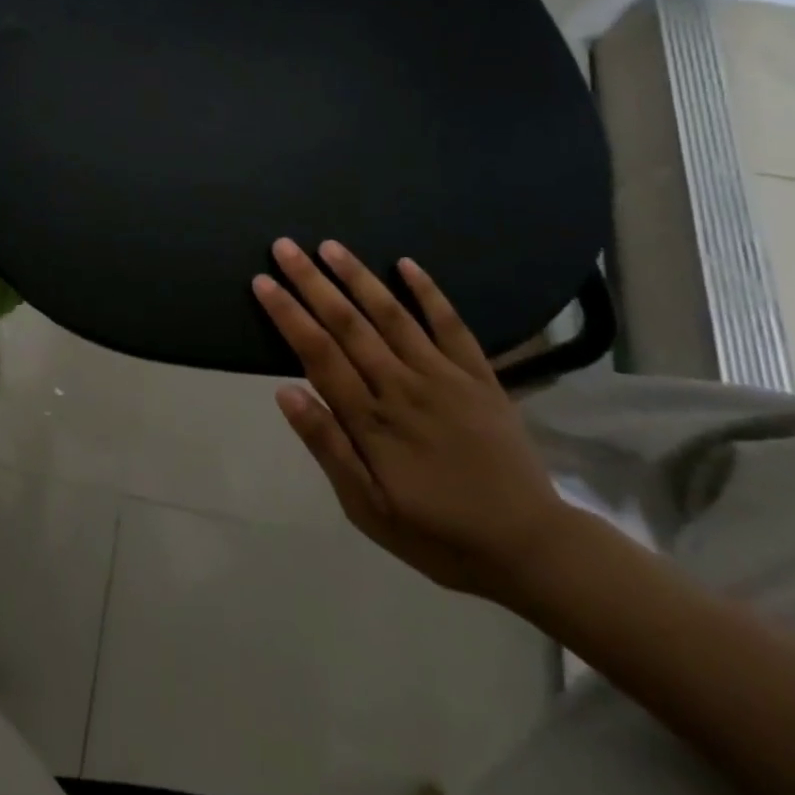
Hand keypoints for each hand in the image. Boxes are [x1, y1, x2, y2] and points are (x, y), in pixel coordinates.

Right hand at [254, 240, 577, 601]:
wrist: (531, 549)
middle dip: (312, 282)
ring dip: (358, 277)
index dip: (287, 314)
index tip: (262, 281)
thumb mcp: (368, 509)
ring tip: (329, 246)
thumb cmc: (438, 534)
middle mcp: (403, 387)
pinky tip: (407, 264)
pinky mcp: (479, 376)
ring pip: (393, 315)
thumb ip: (328, 447)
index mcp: (372, 421)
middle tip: (284, 246)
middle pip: (349, 324)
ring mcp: (444, 377)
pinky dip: (429, 292)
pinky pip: (451, 325)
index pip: (318, 353)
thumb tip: (284, 392)